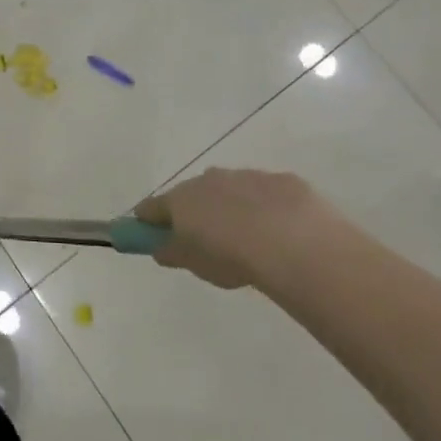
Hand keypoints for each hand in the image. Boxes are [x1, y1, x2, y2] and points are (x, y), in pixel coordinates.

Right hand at [135, 167, 336, 289]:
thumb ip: (171, 253)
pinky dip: (265, 209)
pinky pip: (264, 195)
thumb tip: (159, 247)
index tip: (149, 234)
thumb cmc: (230, 255)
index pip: (151, 208)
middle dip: (195, 213)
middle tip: (208, 243)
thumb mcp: (193, 264)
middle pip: (192, 195)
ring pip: (229, 191)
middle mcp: (208, 180)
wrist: (293, 241)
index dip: (147, 221)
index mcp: (180, 199)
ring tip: (249, 241)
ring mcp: (245, 176)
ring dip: (231, 209)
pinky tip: (280, 233)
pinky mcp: (280, 181)